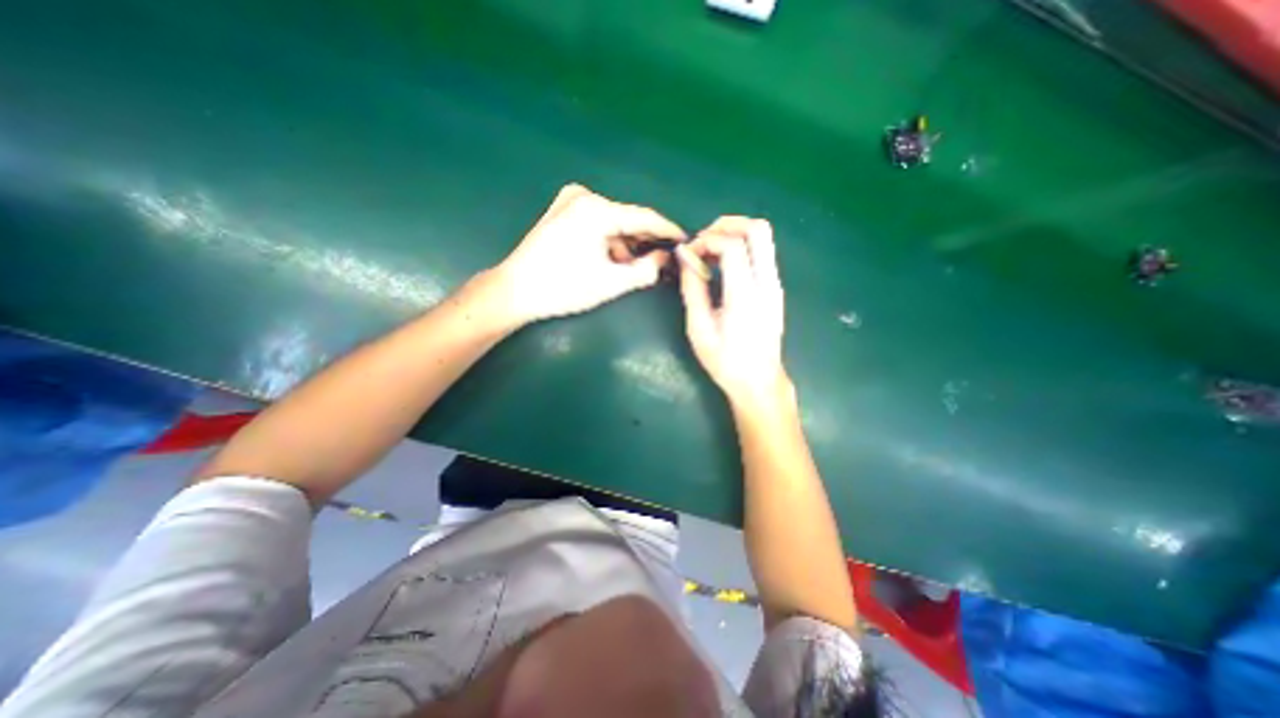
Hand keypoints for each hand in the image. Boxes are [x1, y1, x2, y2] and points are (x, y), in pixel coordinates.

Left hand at [491, 181, 690, 323]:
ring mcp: (569, 201)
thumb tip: (665, 259)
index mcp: (596, 210)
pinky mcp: (561, 211)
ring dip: (624, 245)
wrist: (515, 290)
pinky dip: (607, 240)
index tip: (685, 240)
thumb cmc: (564, 288)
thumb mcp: (611, 283)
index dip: (667, 230)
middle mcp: (584, 196)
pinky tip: (609, 260)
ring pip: (612, 222)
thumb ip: (645, 270)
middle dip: (643, 242)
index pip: (644, 217)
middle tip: (658, 263)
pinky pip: (596, 222)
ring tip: (629, 269)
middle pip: (627, 219)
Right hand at [679, 217, 789, 408]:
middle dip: (726, 224)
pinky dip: (741, 247)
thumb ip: (692, 288)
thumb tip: (684, 257)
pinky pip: (762, 252)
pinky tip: (723, 265)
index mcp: (745, 295)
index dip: (706, 240)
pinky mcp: (775, 288)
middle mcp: (766, 283)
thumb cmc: (726, 361)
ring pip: (764, 237)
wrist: (759, 382)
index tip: (689, 254)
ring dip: (735, 233)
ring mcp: (775, 284)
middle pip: (758, 229)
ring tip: (710, 250)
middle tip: (703, 240)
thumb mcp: (699, 328)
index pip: (732, 245)